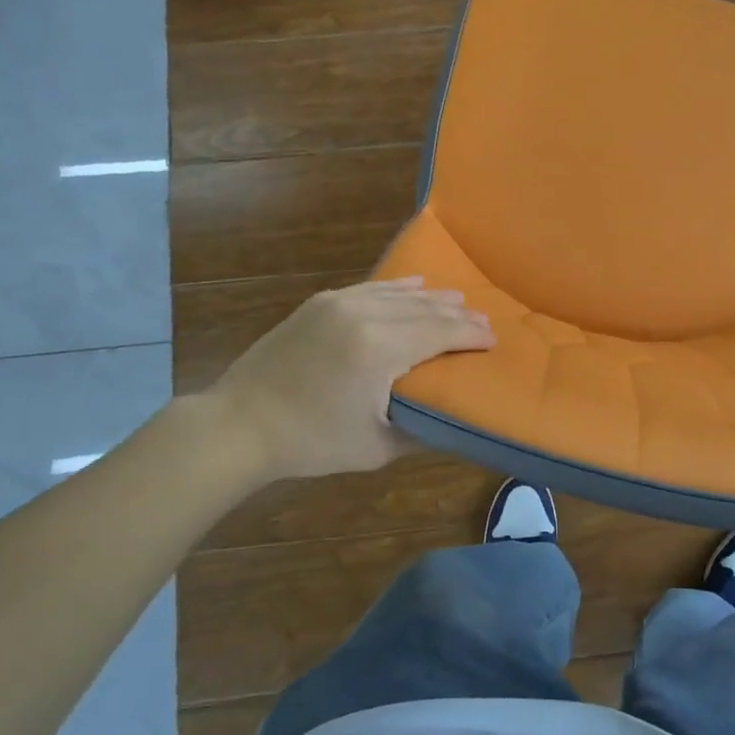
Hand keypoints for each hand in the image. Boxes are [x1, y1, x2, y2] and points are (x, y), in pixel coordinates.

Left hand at [211, 277, 493, 482]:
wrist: (239, 424)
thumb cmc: (310, 442)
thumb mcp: (375, 448)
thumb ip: (419, 430)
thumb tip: (450, 421)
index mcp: (380, 348)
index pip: (440, 332)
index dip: (471, 334)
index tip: (494, 339)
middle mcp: (364, 313)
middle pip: (425, 308)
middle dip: (458, 315)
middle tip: (484, 322)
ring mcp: (339, 302)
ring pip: (399, 293)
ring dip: (432, 298)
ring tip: (458, 302)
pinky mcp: (320, 302)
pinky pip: (371, 288)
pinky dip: (398, 288)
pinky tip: (415, 286)